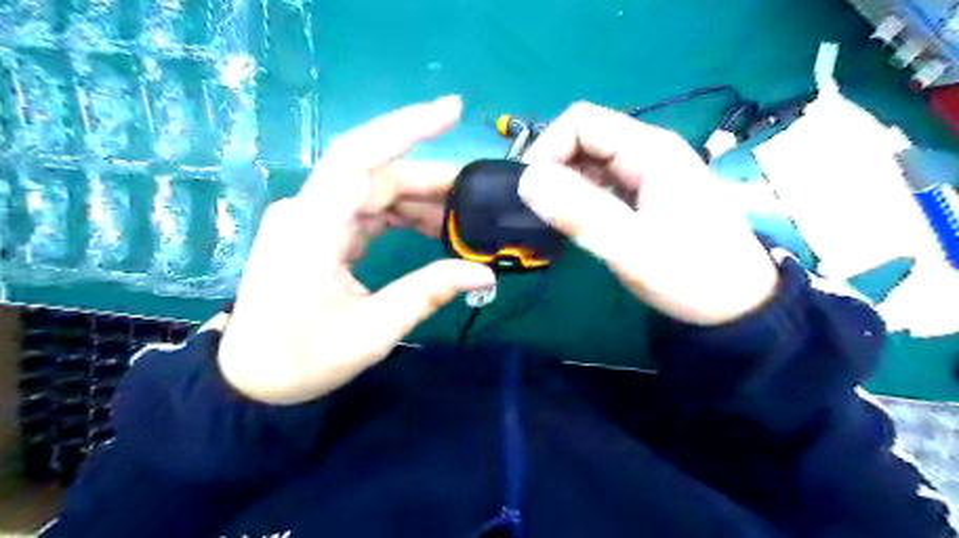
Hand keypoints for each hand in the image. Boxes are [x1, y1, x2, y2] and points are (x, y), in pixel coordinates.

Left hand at [219, 96, 493, 402]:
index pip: (358, 157)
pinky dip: (401, 215)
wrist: (250, 380)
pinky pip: (367, 211)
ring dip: (419, 200)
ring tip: (462, 220)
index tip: (453, 111)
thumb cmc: (302, 359)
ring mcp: (312, 219)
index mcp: (313, 228)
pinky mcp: (320, 232)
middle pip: (376, 175)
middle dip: (430, 181)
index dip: (405, 128)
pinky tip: (432, 229)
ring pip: (374, 191)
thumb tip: (482, 273)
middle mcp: (309, 210)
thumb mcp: (372, 331)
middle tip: (477, 194)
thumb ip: (428, 293)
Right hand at [517, 102, 777, 325]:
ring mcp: (646, 175)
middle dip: (553, 170)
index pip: (581, 122)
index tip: (531, 192)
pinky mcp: (643, 197)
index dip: (548, 149)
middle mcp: (646, 153)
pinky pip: (600, 186)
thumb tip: (527, 182)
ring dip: (563, 188)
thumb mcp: (632, 247)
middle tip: (538, 212)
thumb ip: (580, 213)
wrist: (737, 306)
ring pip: (589, 165)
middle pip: (583, 141)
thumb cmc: (692, 275)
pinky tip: (576, 226)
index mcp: (650, 151)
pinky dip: (579, 201)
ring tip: (554, 223)